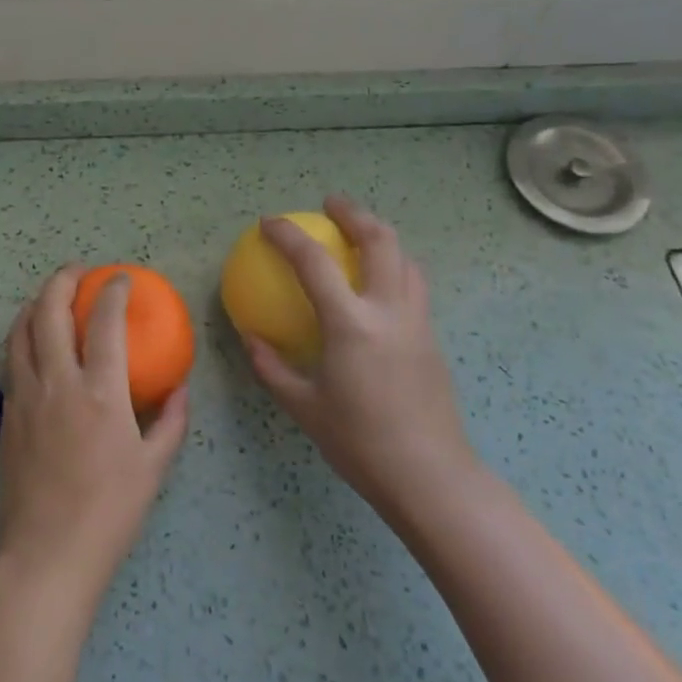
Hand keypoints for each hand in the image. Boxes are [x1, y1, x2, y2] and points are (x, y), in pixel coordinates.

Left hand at [0, 267, 190, 600]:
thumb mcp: (153, 468)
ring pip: (20, 331)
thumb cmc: (109, 512)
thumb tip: (180, 387)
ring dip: (36, 304)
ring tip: (52, 298)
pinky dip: (24, 338)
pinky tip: (36, 346)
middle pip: (49, 311)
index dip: (113, 291)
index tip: (121, 279)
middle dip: (63, 280)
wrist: (45, 554)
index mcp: (100, 393)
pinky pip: (12, 361)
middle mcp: (57, 383)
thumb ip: (171, 421)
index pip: (105, 322)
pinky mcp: (6, 415)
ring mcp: (25, 396)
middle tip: (78, 271)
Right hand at [242, 196, 477, 516]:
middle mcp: (389, 311)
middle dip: (354, 213)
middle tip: (330, 204)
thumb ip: (271, 367)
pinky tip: (376, 283)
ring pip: (405, 258)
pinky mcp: (432, 337)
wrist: (431, 477)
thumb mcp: (303, 407)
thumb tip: (249, 336)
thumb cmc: (360, 443)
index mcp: (352, 325)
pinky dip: (393, 265)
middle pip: (380, 240)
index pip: (315, 262)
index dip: (288, 236)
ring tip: (357, 233)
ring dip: (380, 235)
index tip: (268, 224)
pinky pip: (413, 284)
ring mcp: (417, 322)